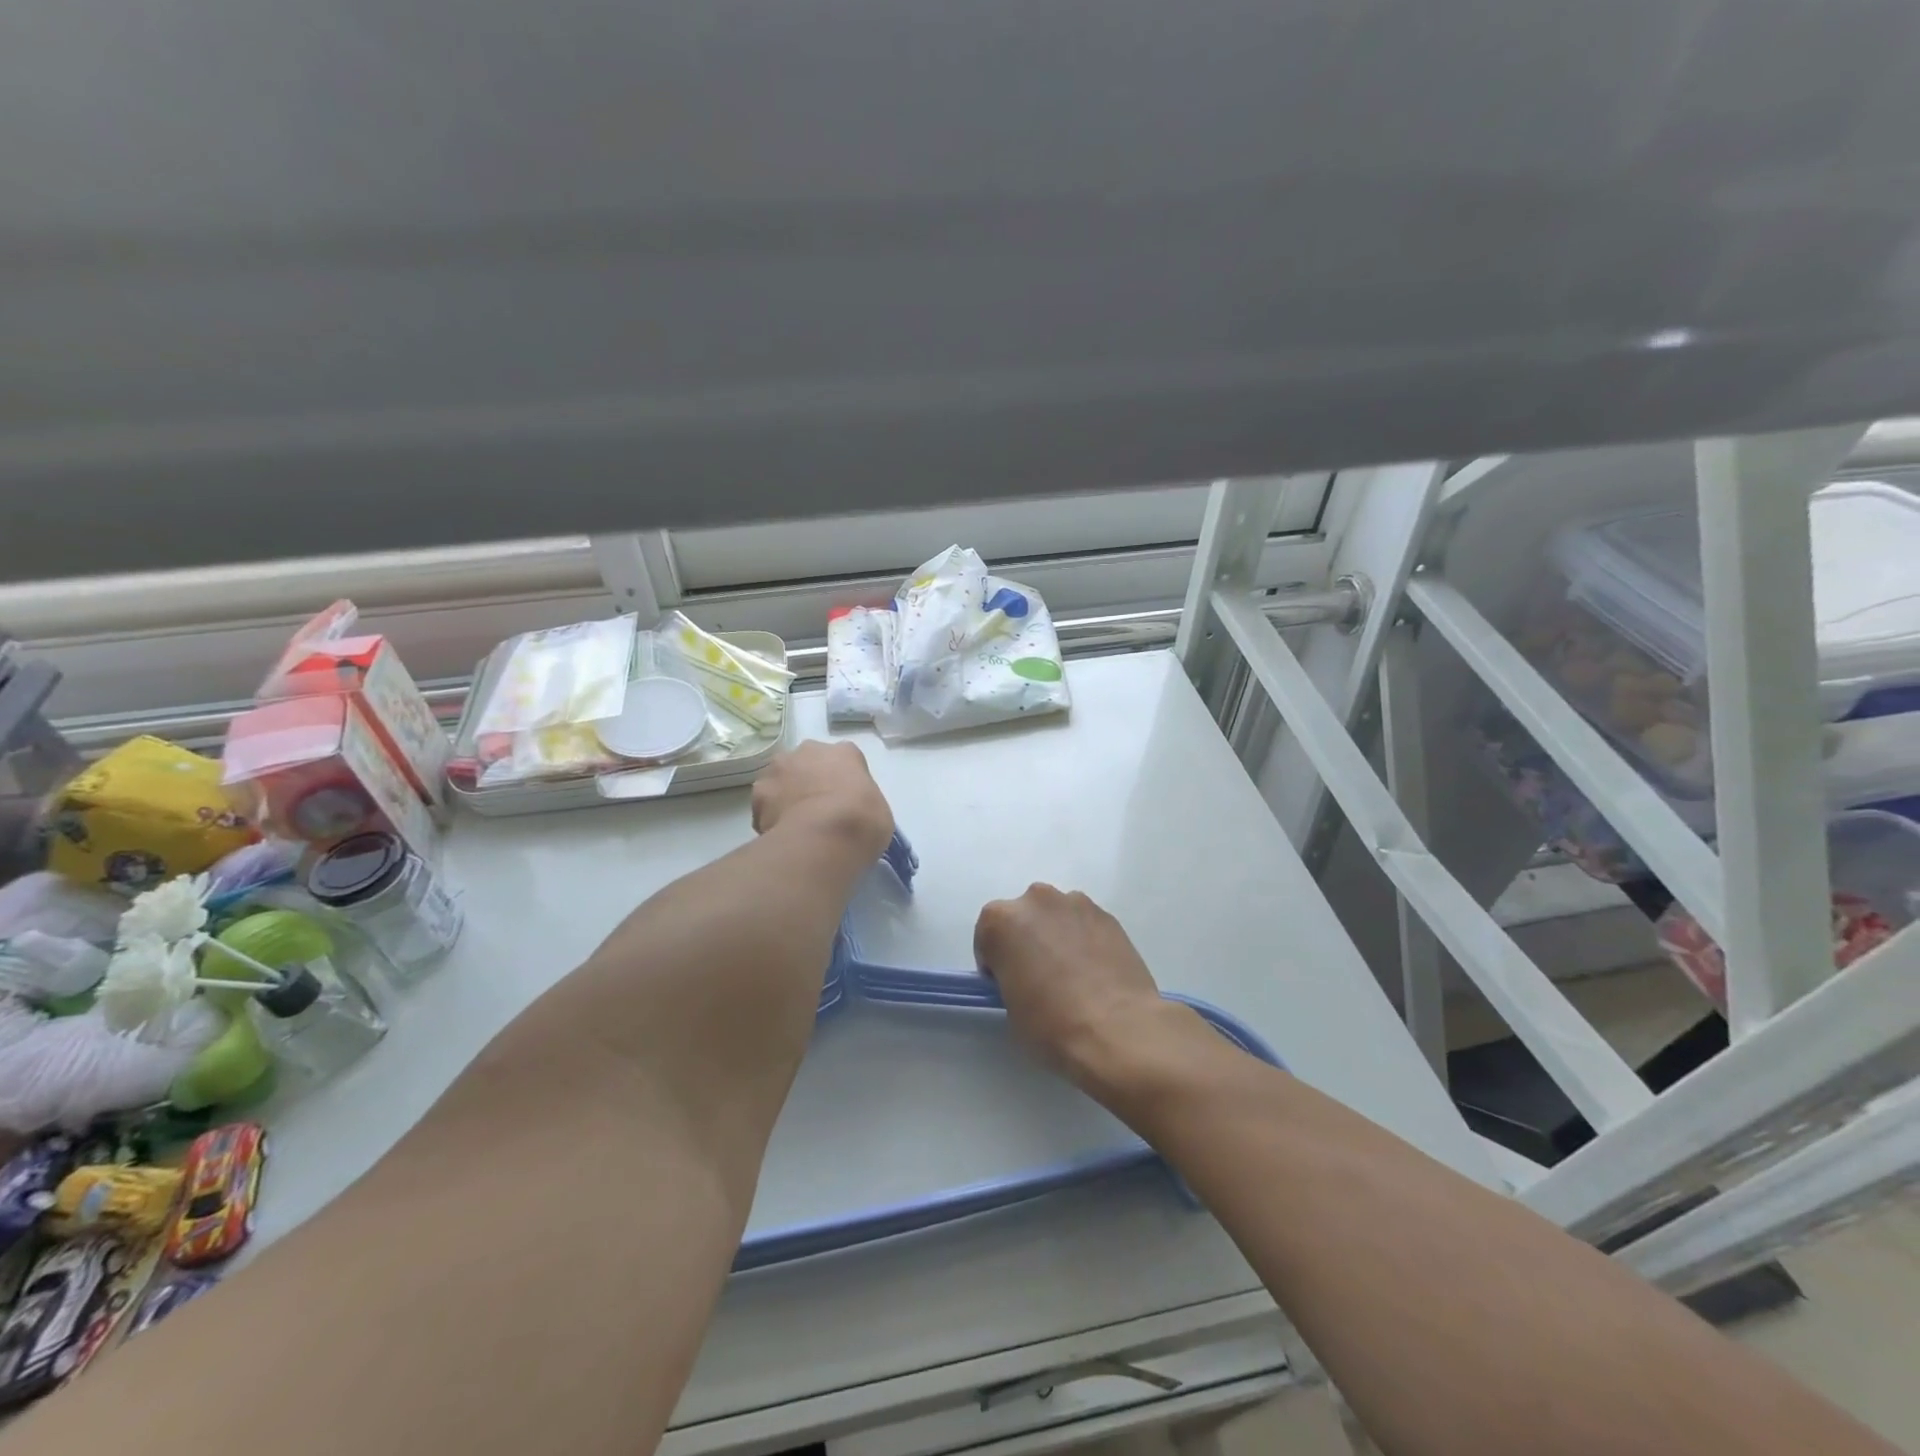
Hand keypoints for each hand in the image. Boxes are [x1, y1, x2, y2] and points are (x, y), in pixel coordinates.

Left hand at [751, 741, 894, 860]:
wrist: (825, 836)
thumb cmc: (863, 820)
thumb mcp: (878, 810)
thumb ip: (860, 802)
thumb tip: (849, 813)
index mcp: (844, 752)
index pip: (844, 760)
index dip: (843, 781)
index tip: (845, 802)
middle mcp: (809, 751)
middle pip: (808, 763)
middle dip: (809, 780)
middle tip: (818, 810)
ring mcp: (779, 769)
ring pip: (781, 779)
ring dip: (786, 794)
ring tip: (795, 824)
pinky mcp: (758, 793)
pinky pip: (765, 804)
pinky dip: (769, 816)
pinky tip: (780, 835)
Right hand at [973, 885, 1171, 1090]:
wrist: (1117, 1029)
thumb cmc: (1051, 1023)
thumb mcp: (1010, 1004)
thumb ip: (1010, 974)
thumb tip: (1028, 974)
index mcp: (1001, 920)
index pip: (988, 937)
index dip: (996, 963)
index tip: (1008, 985)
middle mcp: (1035, 900)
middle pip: (1023, 918)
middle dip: (1027, 941)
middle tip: (1040, 977)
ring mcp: (1075, 903)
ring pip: (1056, 917)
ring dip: (1057, 936)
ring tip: (1073, 974)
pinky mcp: (1108, 915)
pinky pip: (1085, 924)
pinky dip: (1085, 940)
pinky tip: (1096, 972)